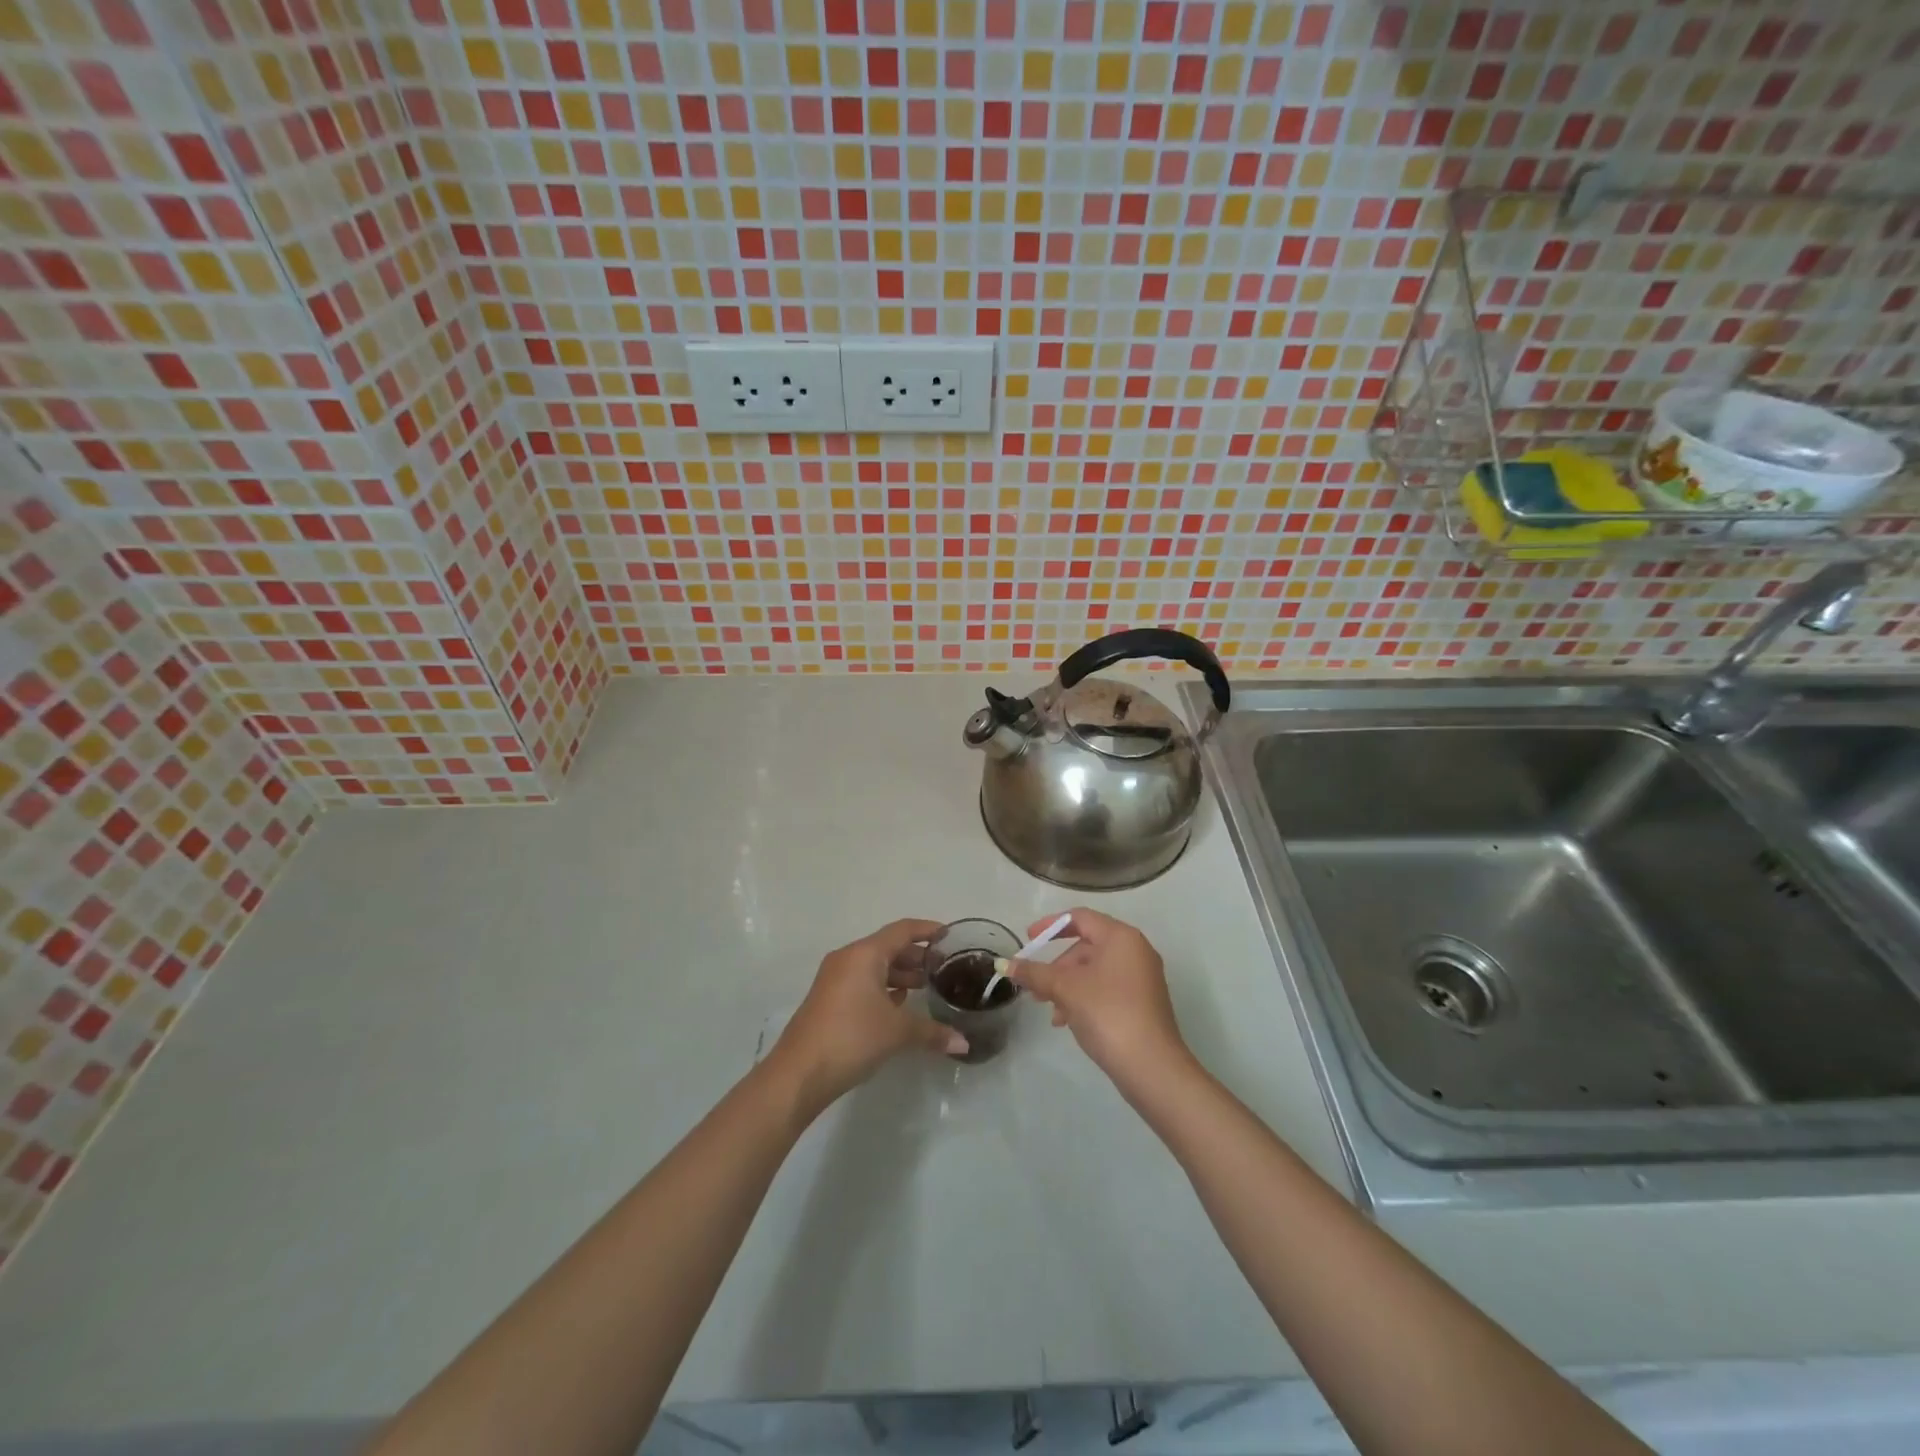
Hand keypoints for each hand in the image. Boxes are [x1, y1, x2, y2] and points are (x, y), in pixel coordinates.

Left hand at [770, 918, 968, 1112]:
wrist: (799, 1073)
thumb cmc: (852, 1037)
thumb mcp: (897, 1032)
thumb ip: (932, 1032)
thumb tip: (963, 1043)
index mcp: (865, 954)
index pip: (903, 930)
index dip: (928, 930)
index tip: (950, 937)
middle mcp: (848, 958)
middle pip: (888, 947)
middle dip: (916, 956)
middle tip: (944, 968)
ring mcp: (835, 979)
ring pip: (874, 966)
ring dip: (900, 974)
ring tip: (926, 988)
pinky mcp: (829, 999)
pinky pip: (862, 982)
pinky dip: (883, 988)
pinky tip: (899, 1005)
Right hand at [1006, 908, 1192, 1097]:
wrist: (1151, 1066)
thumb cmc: (1107, 1013)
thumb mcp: (1065, 989)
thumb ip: (1034, 973)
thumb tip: (1005, 965)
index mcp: (1121, 937)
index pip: (1080, 917)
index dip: (1050, 925)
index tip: (1028, 940)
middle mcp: (1135, 950)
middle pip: (1086, 946)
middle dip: (1057, 966)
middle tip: (1035, 987)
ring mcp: (1142, 978)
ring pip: (1094, 971)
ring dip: (1067, 986)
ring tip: (1050, 1012)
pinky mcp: (1142, 1003)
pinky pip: (1106, 989)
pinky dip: (1084, 998)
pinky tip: (1067, 1022)